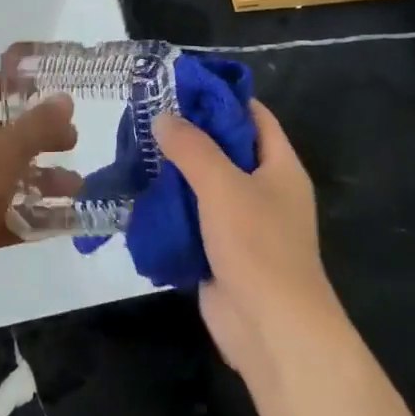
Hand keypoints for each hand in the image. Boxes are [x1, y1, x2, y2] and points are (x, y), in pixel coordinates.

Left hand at [0, 74, 75, 319]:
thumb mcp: (5, 150)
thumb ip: (38, 125)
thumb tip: (64, 99)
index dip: (1, 84)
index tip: (36, 90)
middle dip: (35, 138)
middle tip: (70, 143)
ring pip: (1, 179)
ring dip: (38, 181)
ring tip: (75, 188)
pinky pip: (0, 216)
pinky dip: (27, 217)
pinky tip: (61, 221)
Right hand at [153, 101, 341, 378]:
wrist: (272, 331)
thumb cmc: (258, 245)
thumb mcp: (223, 184)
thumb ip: (192, 147)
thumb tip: (164, 116)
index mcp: (280, 166)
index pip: (253, 115)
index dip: (221, 97)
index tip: (181, 84)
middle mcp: (265, 189)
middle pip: (225, 149)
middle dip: (189, 134)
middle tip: (147, 115)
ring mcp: (243, 223)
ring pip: (205, 185)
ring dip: (175, 171)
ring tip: (135, 148)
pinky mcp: (221, 253)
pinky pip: (194, 220)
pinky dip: (170, 208)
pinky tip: (139, 194)